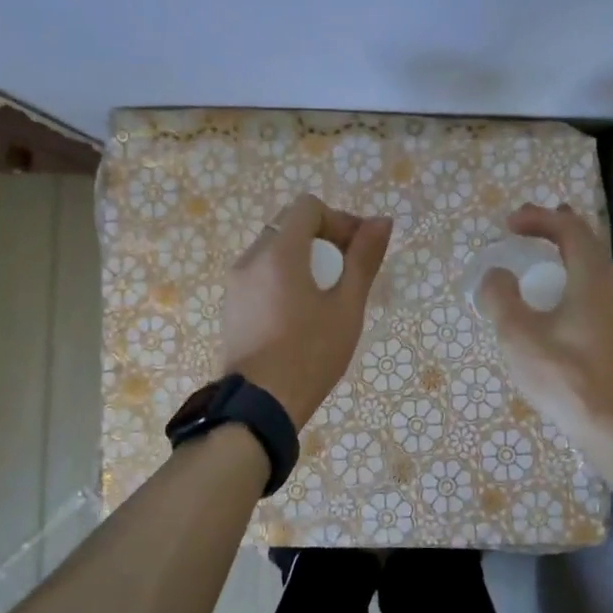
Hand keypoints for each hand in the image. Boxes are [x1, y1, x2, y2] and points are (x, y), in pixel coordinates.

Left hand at [221, 194, 393, 429]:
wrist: (259, 406)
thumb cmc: (310, 354)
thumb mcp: (346, 307)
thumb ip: (363, 259)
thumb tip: (381, 221)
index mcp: (279, 253)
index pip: (308, 207)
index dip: (339, 220)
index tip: (356, 252)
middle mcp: (250, 259)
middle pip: (290, 226)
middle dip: (323, 239)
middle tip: (346, 273)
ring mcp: (235, 284)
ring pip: (274, 251)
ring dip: (303, 259)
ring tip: (325, 297)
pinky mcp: (231, 306)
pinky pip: (261, 275)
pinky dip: (283, 279)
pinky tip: (300, 314)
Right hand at [478, 204, 612, 445]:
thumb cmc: (565, 376)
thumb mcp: (518, 334)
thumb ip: (501, 296)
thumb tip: (497, 275)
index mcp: (594, 277)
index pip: (569, 229)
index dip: (538, 219)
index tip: (508, 225)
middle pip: (586, 243)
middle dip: (553, 230)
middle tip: (523, 227)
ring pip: (594, 267)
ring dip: (565, 255)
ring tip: (541, 255)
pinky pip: (598, 289)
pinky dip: (574, 278)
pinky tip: (559, 299)